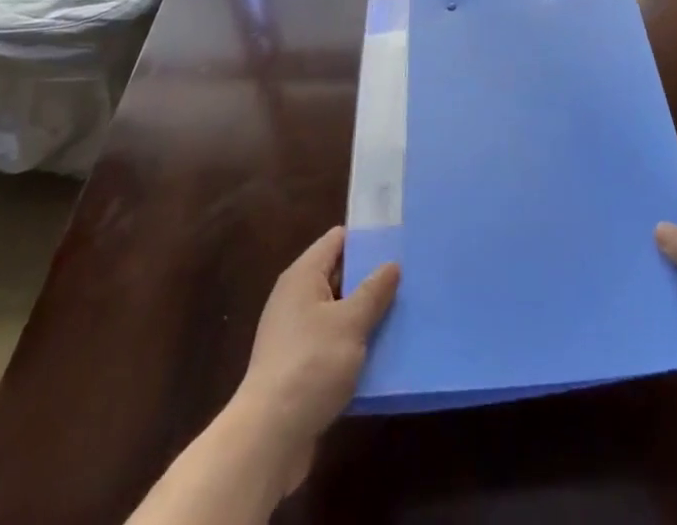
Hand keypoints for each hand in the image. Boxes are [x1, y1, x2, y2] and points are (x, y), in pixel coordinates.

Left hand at [230, 226, 399, 493]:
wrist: (268, 438)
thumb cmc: (311, 365)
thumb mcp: (351, 323)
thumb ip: (374, 291)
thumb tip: (391, 264)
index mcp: (303, 276)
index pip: (338, 240)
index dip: (367, 239)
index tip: (398, 243)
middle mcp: (295, 298)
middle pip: (338, 275)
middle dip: (370, 278)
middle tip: (408, 278)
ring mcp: (294, 334)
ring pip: (338, 312)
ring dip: (364, 315)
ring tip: (402, 313)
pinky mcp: (298, 368)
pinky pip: (332, 343)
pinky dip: (353, 345)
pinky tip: (380, 354)